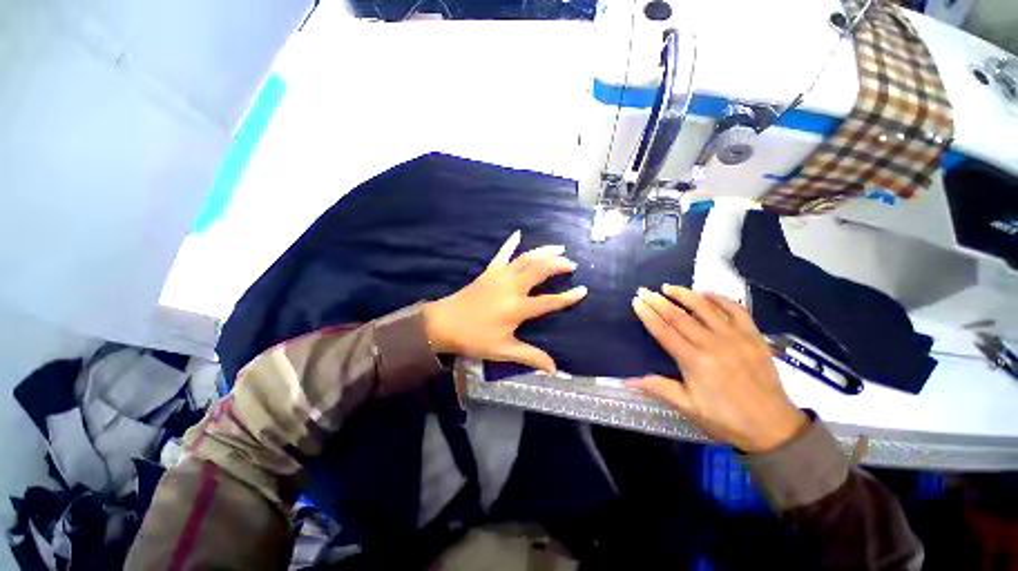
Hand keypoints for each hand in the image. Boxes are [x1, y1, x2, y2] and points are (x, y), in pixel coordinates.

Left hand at [423, 230, 587, 372]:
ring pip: (526, 259)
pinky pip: (502, 254)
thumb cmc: (474, 338)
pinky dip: (511, 243)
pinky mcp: (489, 272)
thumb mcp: (503, 350)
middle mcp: (512, 287)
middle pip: (540, 270)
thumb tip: (553, 369)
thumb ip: (530, 356)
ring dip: (543, 251)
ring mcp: (500, 276)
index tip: (583, 290)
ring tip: (559, 248)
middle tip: (572, 264)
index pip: (549, 301)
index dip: (568, 297)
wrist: (444, 324)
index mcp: (517, 308)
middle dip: (558, 265)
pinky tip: (518, 233)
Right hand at [628, 285, 806, 452]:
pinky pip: (736, 310)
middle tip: (644, 290)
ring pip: (705, 308)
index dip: (648, 315)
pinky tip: (706, 292)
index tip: (636, 301)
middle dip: (659, 301)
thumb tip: (627, 381)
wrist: (774, 427)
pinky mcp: (754, 336)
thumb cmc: (726, 419)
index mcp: (694, 362)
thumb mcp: (689, 408)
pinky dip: (720, 298)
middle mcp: (713, 344)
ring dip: (685, 294)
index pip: (664, 331)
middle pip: (680, 316)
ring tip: (668, 287)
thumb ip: (659, 388)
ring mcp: (736, 337)